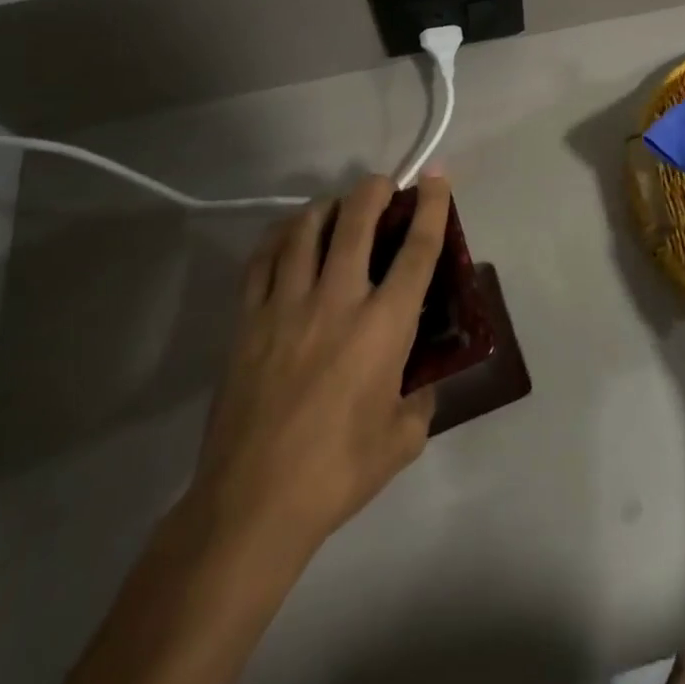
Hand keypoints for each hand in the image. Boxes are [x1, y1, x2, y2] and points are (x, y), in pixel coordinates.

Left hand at [182, 174, 445, 572]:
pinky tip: (290, 235)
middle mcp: (337, 301)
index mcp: (383, 326)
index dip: (432, 207)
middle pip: (357, 221)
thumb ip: (421, 397)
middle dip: (375, 190)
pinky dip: (281, 235)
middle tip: (384, 186)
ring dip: (328, 206)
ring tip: (338, 207)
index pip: (418, 249)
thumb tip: (420, 377)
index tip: (437, 178)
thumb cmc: (338, 473)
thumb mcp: (404, 439)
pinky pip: (262, 259)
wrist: (252, 505)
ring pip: (305, 230)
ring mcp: (286, 306)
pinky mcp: (247, 321)